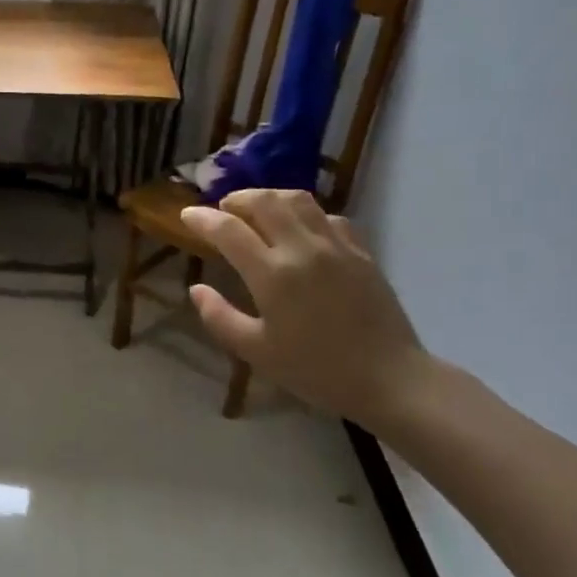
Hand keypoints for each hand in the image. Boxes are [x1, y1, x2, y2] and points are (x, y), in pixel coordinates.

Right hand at [181, 189, 426, 426]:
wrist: (389, 379)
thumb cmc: (316, 370)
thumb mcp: (256, 352)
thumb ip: (220, 317)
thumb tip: (196, 288)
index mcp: (273, 274)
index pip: (228, 230)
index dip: (202, 218)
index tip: (187, 215)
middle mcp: (303, 249)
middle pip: (263, 201)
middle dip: (236, 199)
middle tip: (222, 210)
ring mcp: (336, 246)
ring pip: (298, 200)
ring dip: (270, 198)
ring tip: (257, 210)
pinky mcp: (361, 252)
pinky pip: (329, 216)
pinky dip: (305, 214)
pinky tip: (301, 229)